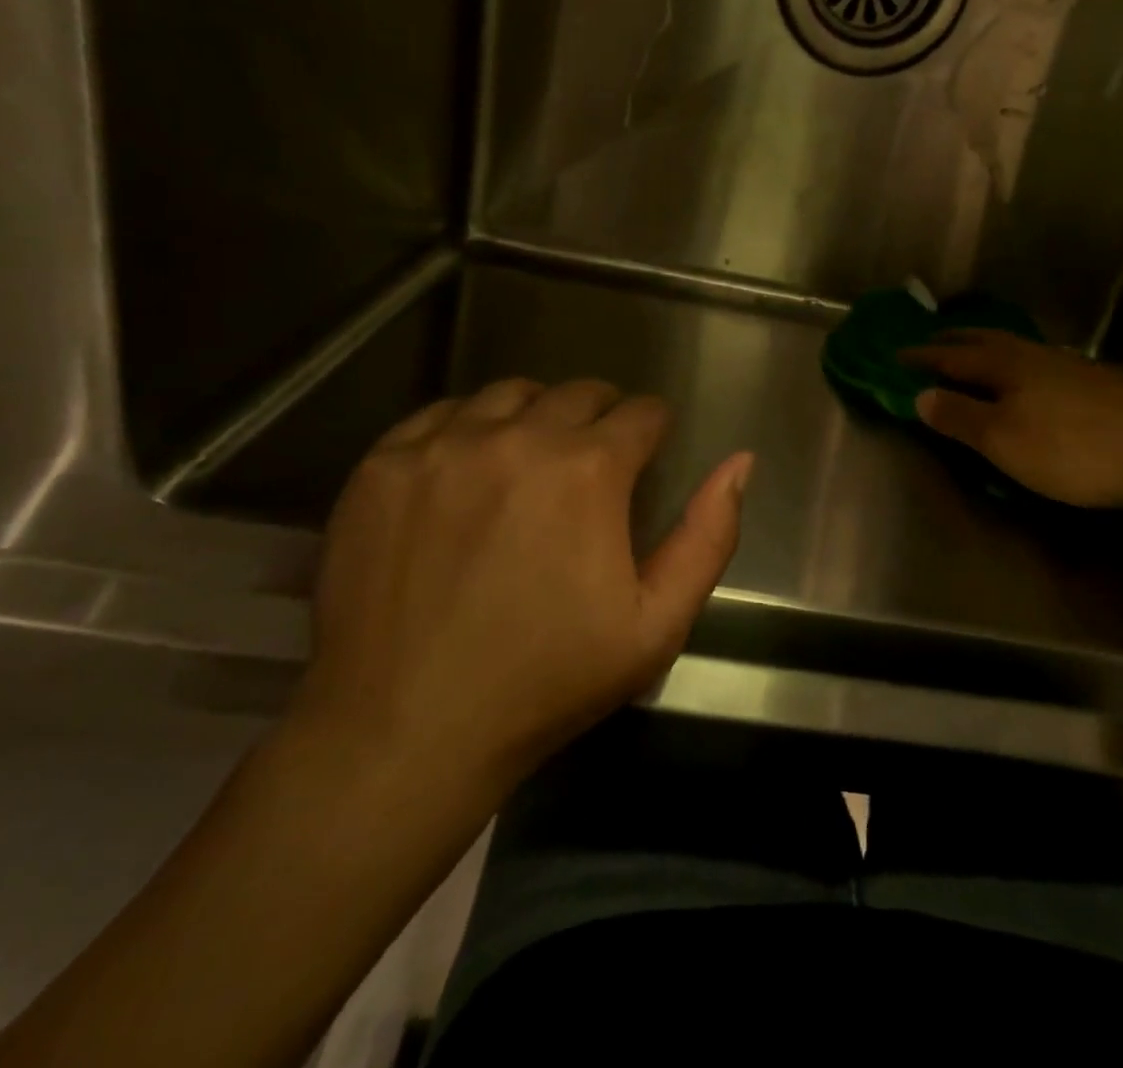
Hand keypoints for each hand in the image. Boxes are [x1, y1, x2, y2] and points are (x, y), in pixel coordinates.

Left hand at [293, 378, 751, 790]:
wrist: (405, 731)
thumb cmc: (546, 681)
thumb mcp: (656, 624)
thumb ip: (708, 536)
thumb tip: (740, 462)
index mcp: (589, 469)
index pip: (641, 412)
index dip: (652, 432)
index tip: (645, 456)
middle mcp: (518, 436)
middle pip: (579, 392)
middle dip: (601, 419)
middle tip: (592, 465)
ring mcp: (442, 445)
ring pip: (510, 394)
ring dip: (536, 417)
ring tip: (531, 463)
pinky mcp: (383, 464)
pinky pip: (440, 415)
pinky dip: (467, 429)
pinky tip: (466, 472)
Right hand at [900, 330, 1122, 511]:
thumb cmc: (1073, 447)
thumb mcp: (1002, 439)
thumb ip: (959, 416)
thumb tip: (920, 395)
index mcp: (1005, 365)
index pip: (950, 356)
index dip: (921, 357)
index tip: (894, 355)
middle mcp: (1035, 355)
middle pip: (986, 340)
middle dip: (954, 341)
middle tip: (931, 340)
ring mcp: (1073, 366)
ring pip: (1018, 349)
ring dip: (988, 349)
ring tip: (975, 354)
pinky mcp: (1102, 383)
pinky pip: (1042, 364)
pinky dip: (1020, 365)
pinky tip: (1032, 379)